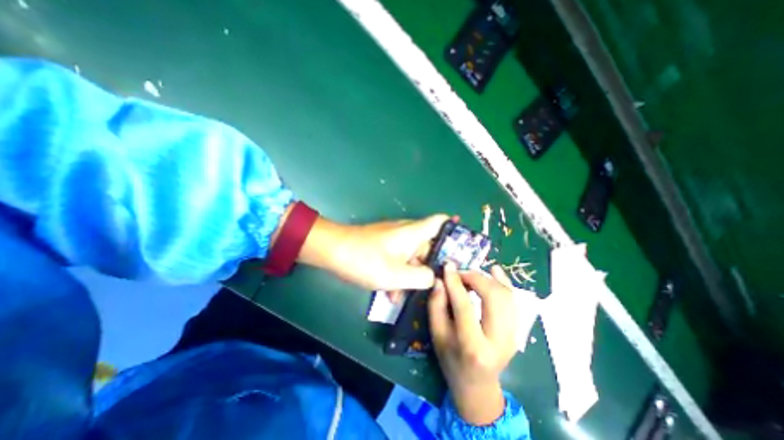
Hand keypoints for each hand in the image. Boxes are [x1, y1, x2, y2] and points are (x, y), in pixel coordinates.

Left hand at [299, 213, 449, 291]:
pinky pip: (398, 259)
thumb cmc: (366, 259)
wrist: (333, 251)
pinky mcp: (383, 246)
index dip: (454, 229)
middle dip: (432, 265)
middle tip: (438, 286)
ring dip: (412, 274)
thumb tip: (436, 277)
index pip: (440, 221)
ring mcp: (394, 239)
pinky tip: (391, 294)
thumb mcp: (397, 275)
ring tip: (408, 296)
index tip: (463, 248)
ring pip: (412, 256)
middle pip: (429, 245)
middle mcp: (407, 232)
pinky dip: (399, 273)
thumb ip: (422, 277)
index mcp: (414, 233)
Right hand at [429, 263, 519, 424]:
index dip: (455, 283)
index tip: (447, 266)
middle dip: (475, 277)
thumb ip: (436, 305)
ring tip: (469, 275)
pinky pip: (513, 299)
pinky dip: (503, 282)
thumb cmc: (451, 360)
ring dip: (487, 279)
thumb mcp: (437, 335)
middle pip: (493, 297)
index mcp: (473, 346)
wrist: (477, 384)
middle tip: (459, 273)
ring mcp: (513, 335)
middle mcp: (498, 340)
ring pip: (506, 295)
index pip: (465, 306)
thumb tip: (440, 280)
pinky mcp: (517, 330)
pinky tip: (494, 271)